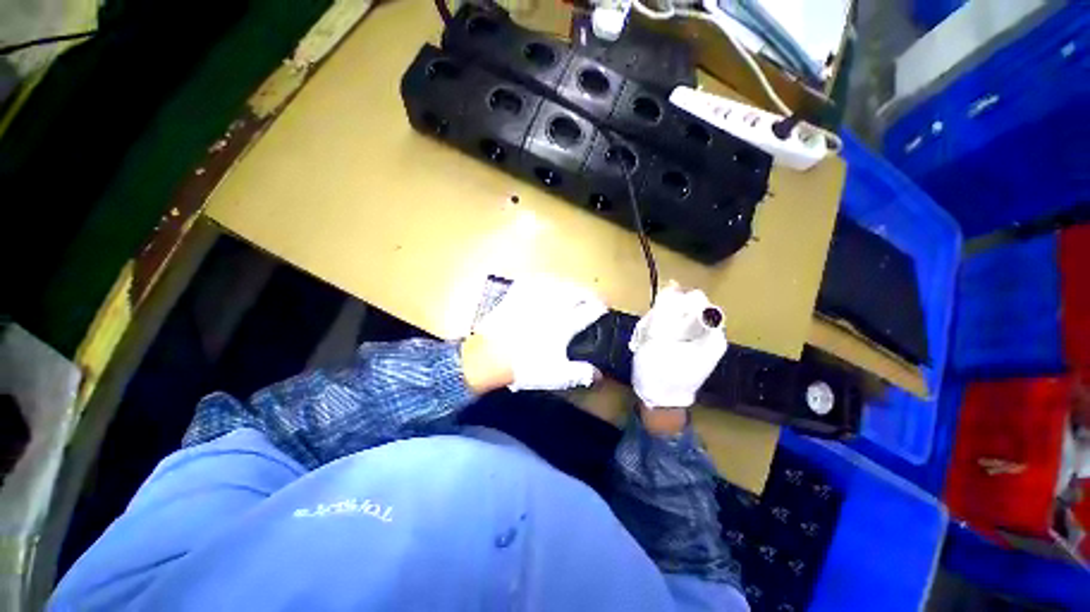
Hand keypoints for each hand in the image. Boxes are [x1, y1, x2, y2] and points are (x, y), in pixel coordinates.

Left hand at [467, 276, 607, 391]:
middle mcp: (552, 306)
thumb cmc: (525, 365)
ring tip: (572, 289)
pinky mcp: (517, 295)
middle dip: (588, 293)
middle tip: (591, 298)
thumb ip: (579, 374)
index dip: (600, 308)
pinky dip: (544, 280)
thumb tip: (598, 375)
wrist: (490, 356)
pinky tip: (545, 283)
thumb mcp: (556, 375)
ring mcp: (534, 298)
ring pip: (557, 282)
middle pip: (576, 290)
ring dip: (569, 285)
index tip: (603, 309)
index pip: (589, 310)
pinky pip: (534, 280)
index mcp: (564, 324)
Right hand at [629, 282, 727, 408]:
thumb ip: (665, 310)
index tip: (657, 314)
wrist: (659, 401)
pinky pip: (674, 325)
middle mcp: (710, 334)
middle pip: (686, 306)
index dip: (673, 302)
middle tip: (649, 331)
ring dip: (658, 322)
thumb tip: (672, 284)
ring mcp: (700, 340)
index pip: (696, 300)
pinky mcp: (689, 344)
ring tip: (647, 338)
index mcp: (711, 334)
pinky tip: (650, 340)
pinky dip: (659, 329)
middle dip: (663, 314)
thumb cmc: (659, 372)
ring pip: (676, 315)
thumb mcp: (658, 338)